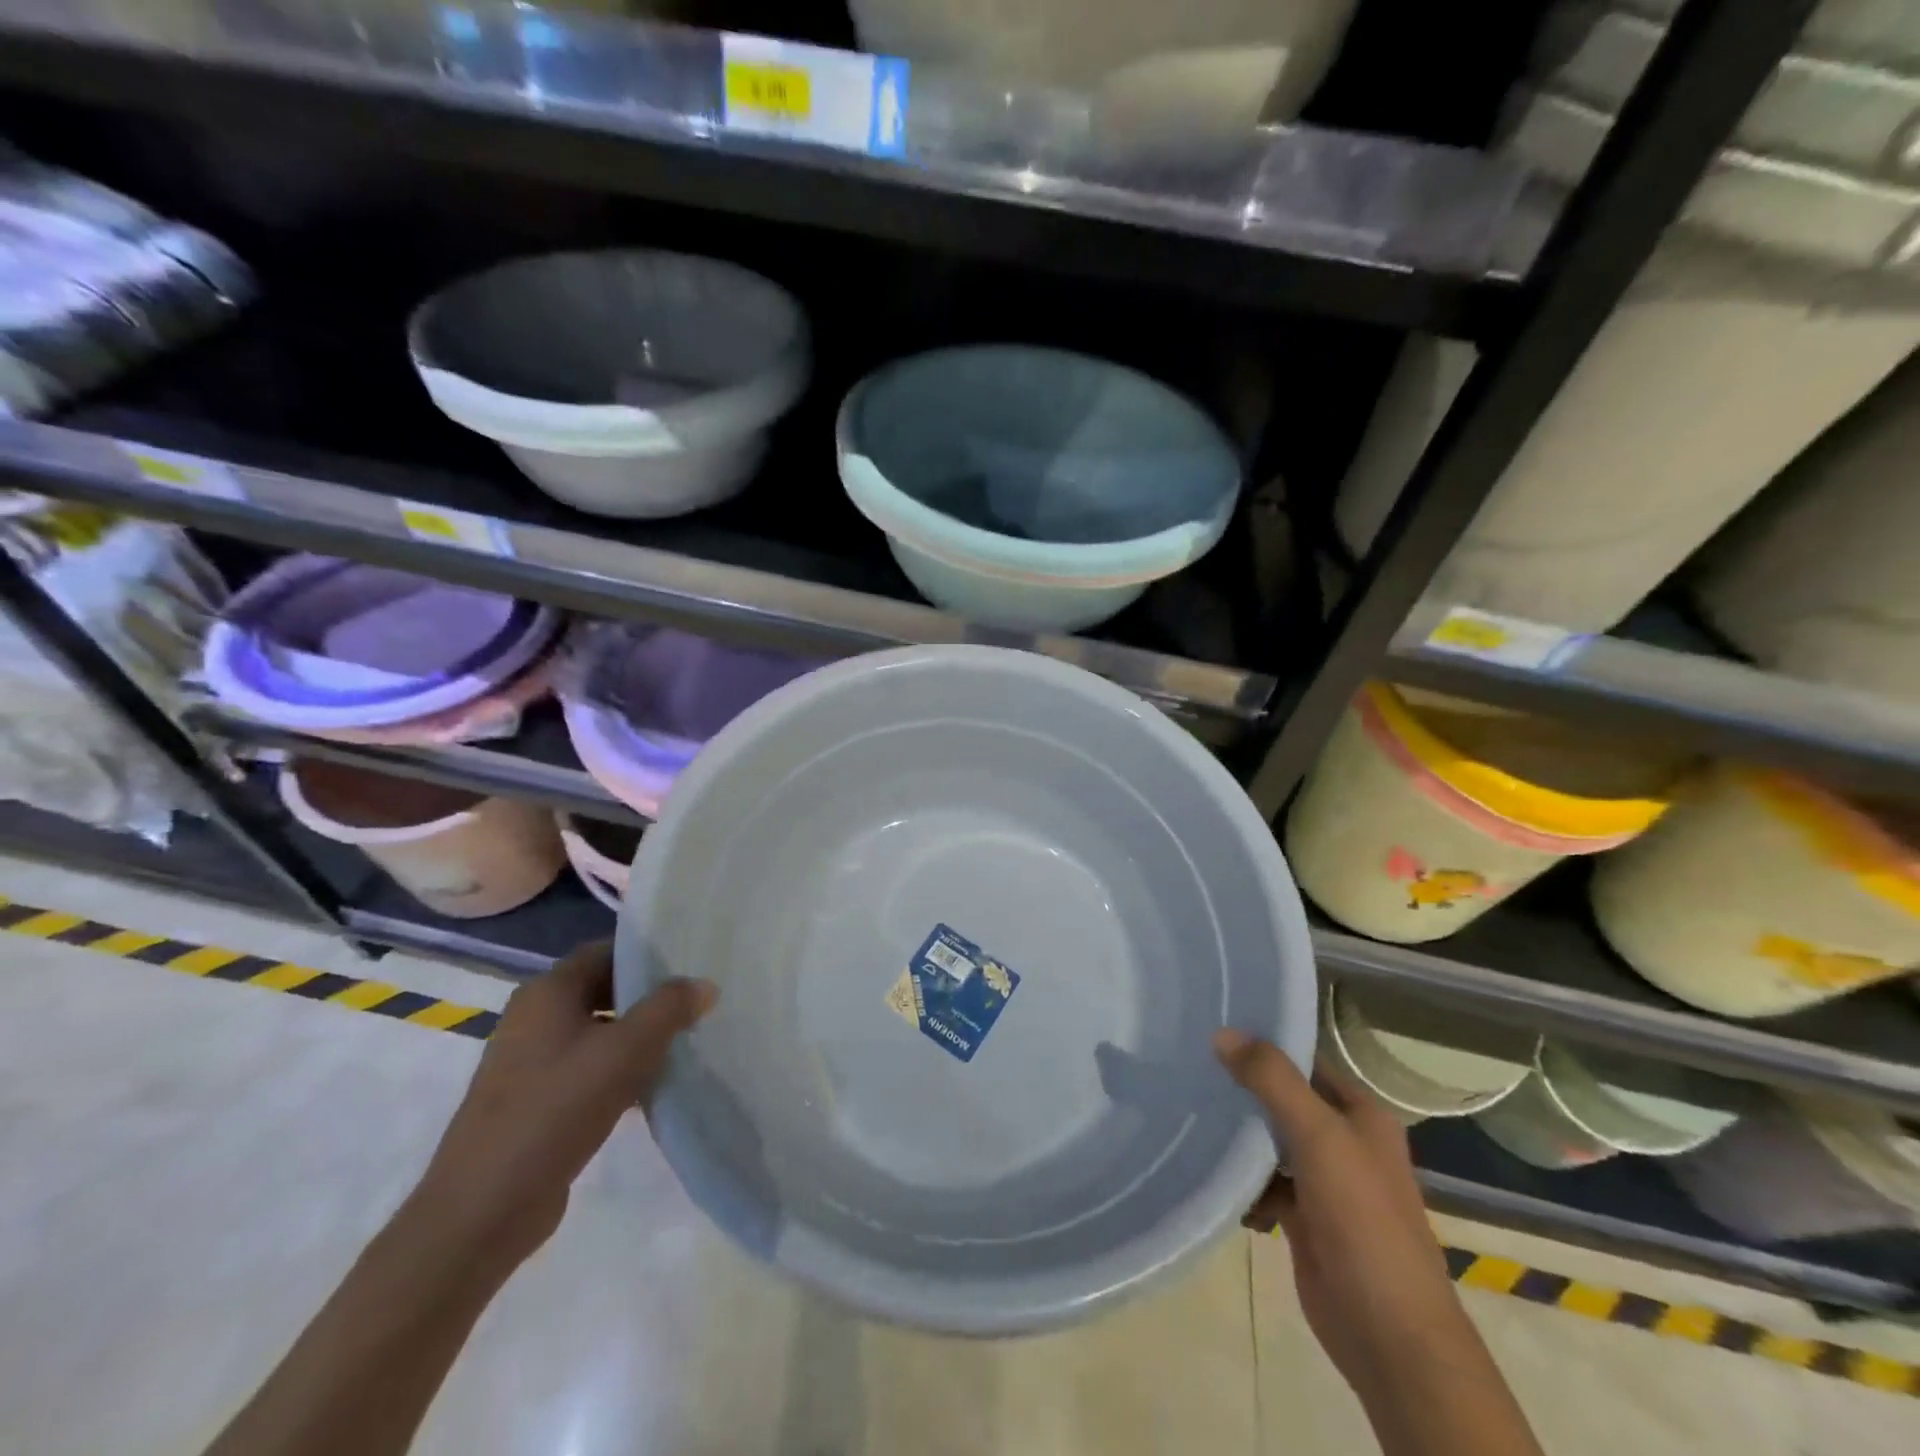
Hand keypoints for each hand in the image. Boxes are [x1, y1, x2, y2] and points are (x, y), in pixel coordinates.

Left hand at [411, 941, 716, 1268]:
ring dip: (637, 1037)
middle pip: (602, 990)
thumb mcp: (626, 1051)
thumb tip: (705, 984)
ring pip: (597, 1032)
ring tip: (684, 1043)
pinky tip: (651, 1089)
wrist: (484, 1208)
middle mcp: (534, 1017)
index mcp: (548, 992)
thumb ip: (669, 1009)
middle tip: (695, 1003)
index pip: (605, 951)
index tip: (690, 961)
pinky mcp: (533, 1101)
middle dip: (648, 997)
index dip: (647, 953)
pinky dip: (618, 1071)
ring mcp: (529, 1061)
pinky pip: (586, 1069)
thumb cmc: (556, 1109)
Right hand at [1215, 1030, 1469, 1406]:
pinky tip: (1208, 1170)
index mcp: (1361, 1114)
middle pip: (1284, 1100)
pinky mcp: (1305, 1218)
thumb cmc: (1363, 1219)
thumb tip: (1223, 1032)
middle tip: (1189, 1065)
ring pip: (1271, 1141)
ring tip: (1189, 1110)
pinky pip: (1264, 1182)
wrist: (1389, 1333)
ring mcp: (1324, 1182)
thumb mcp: (1319, 1135)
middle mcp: (1344, 1141)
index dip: (1265, 1044)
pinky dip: (1241, 1179)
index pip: (1305, 1061)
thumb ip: (1272, 1080)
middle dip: (1243, 1088)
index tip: (1213, 1027)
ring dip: (1238, 1135)